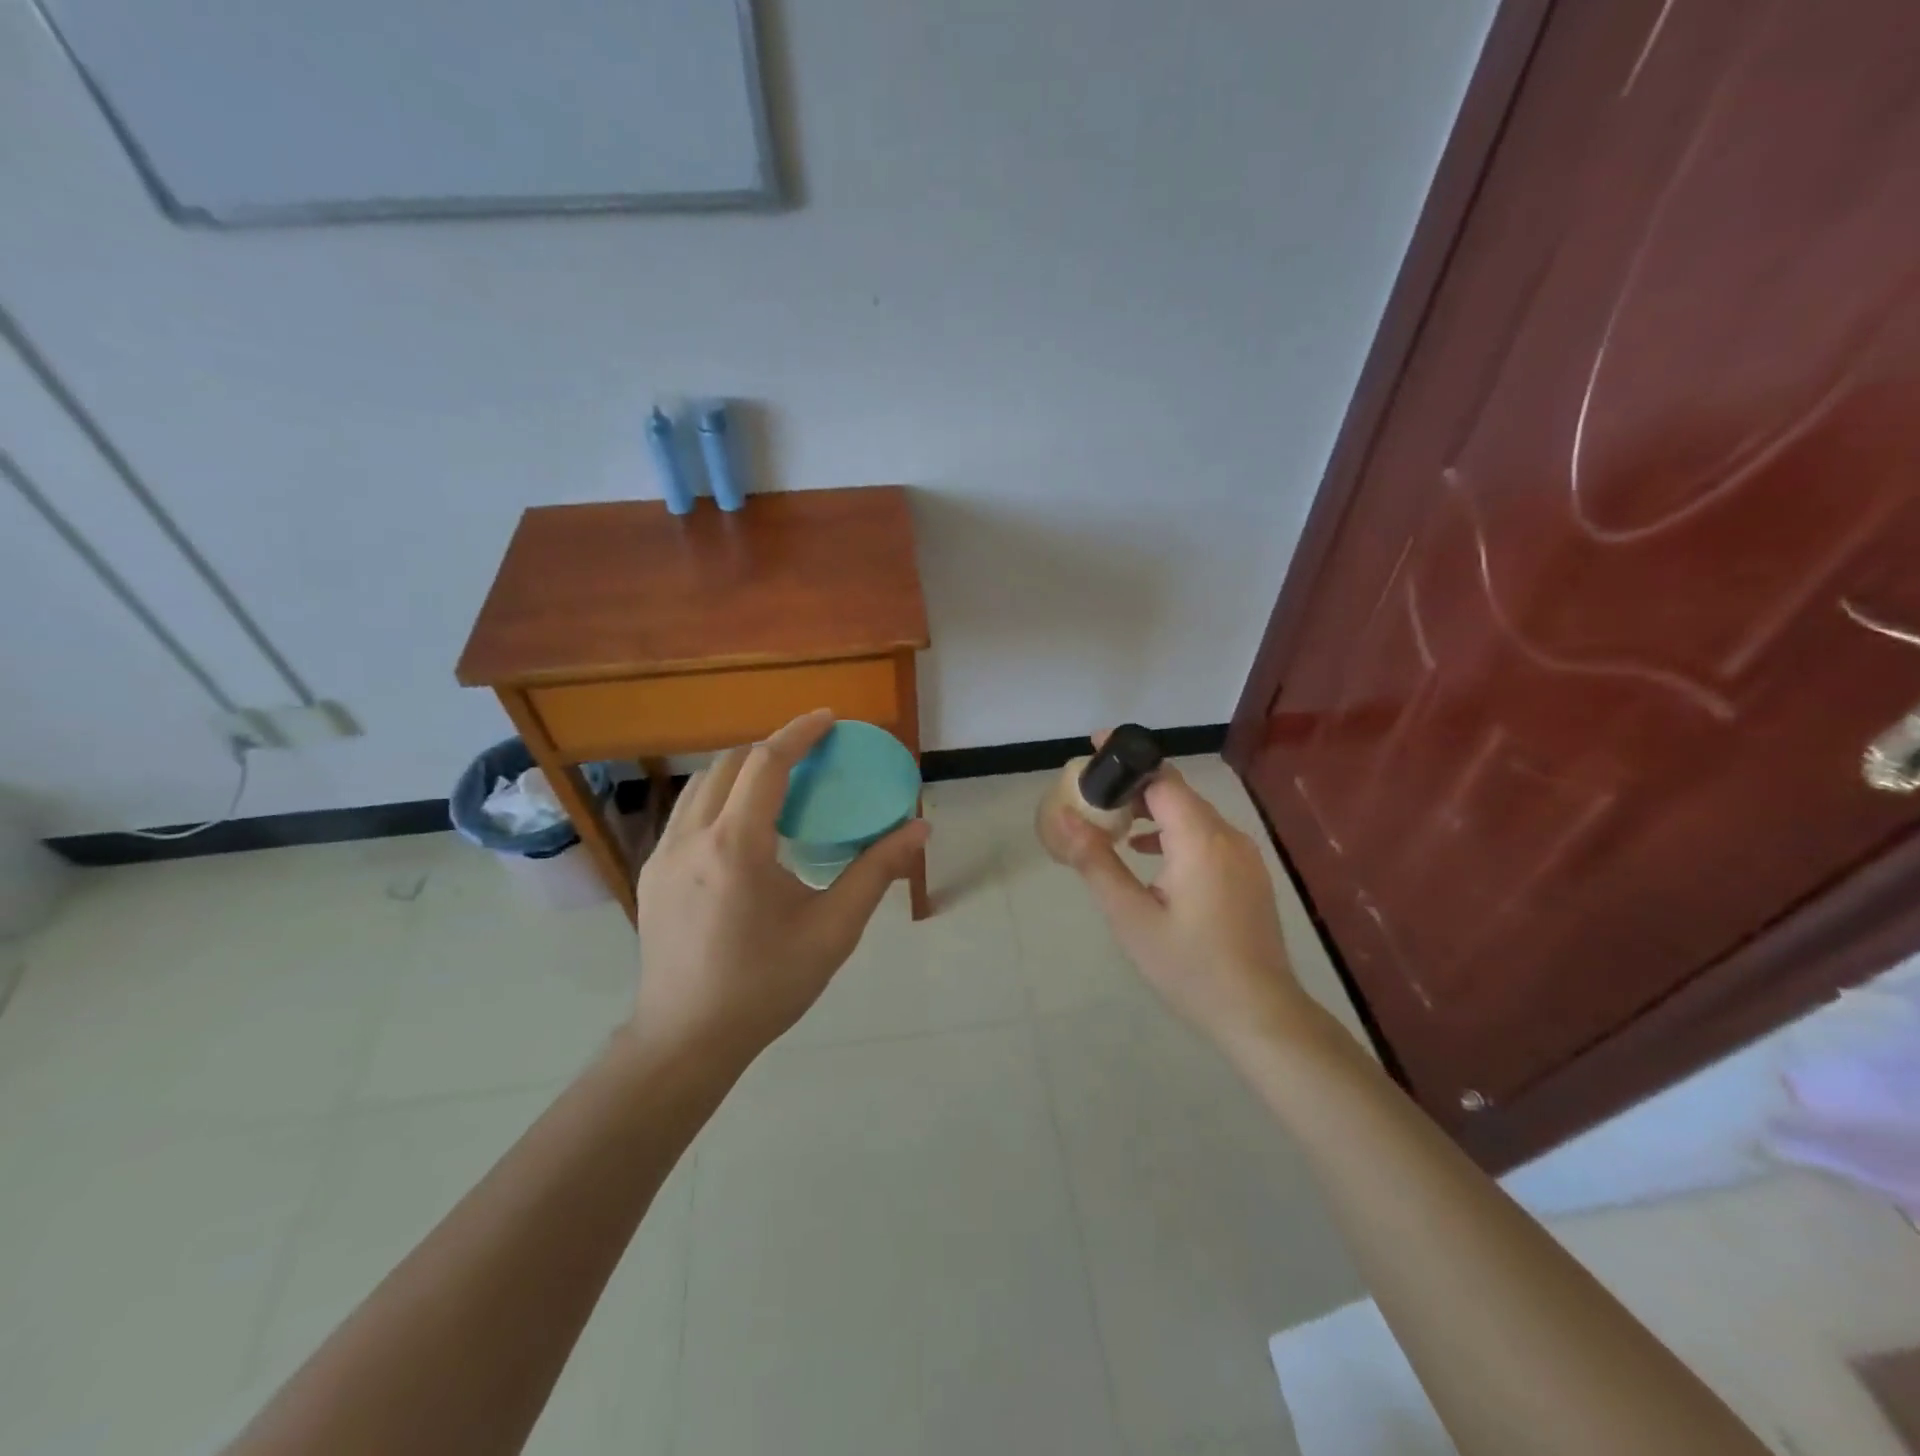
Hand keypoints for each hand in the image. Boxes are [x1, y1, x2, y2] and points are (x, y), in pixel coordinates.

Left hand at [629, 710, 930, 1066]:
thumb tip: (919, 828)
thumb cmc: (766, 985)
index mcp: (736, 847)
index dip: (799, 733)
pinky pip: (687, 814)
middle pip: (728, 764)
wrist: (686, 1040)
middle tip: (810, 757)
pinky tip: (744, 829)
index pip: (766, 763)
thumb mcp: (832, 931)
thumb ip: (876, 872)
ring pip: (701, 786)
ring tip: (778, 786)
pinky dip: (719, 798)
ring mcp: (663, 856)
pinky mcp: (652, 874)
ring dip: (740, 771)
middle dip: (770, 748)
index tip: (829, 719)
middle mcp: (691, 838)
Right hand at [1046, 746, 1311, 1053]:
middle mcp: (1227, 835)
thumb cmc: (1188, 966)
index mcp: (1199, 839)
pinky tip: (1150, 855)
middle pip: (1177, 792)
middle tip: (1093, 793)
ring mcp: (1244, 854)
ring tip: (1114, 823)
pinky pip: (1207, 836)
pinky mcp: (1248, 873)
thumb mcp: (1130, 917)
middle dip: (1134, 785)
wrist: (1258, 1013)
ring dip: (1154, 811)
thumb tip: (1064, 816)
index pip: (1161, 776)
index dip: (1127, 756)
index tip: (1094, 746)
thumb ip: (1096, 861)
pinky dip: (1175, 833)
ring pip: (1193, 815)